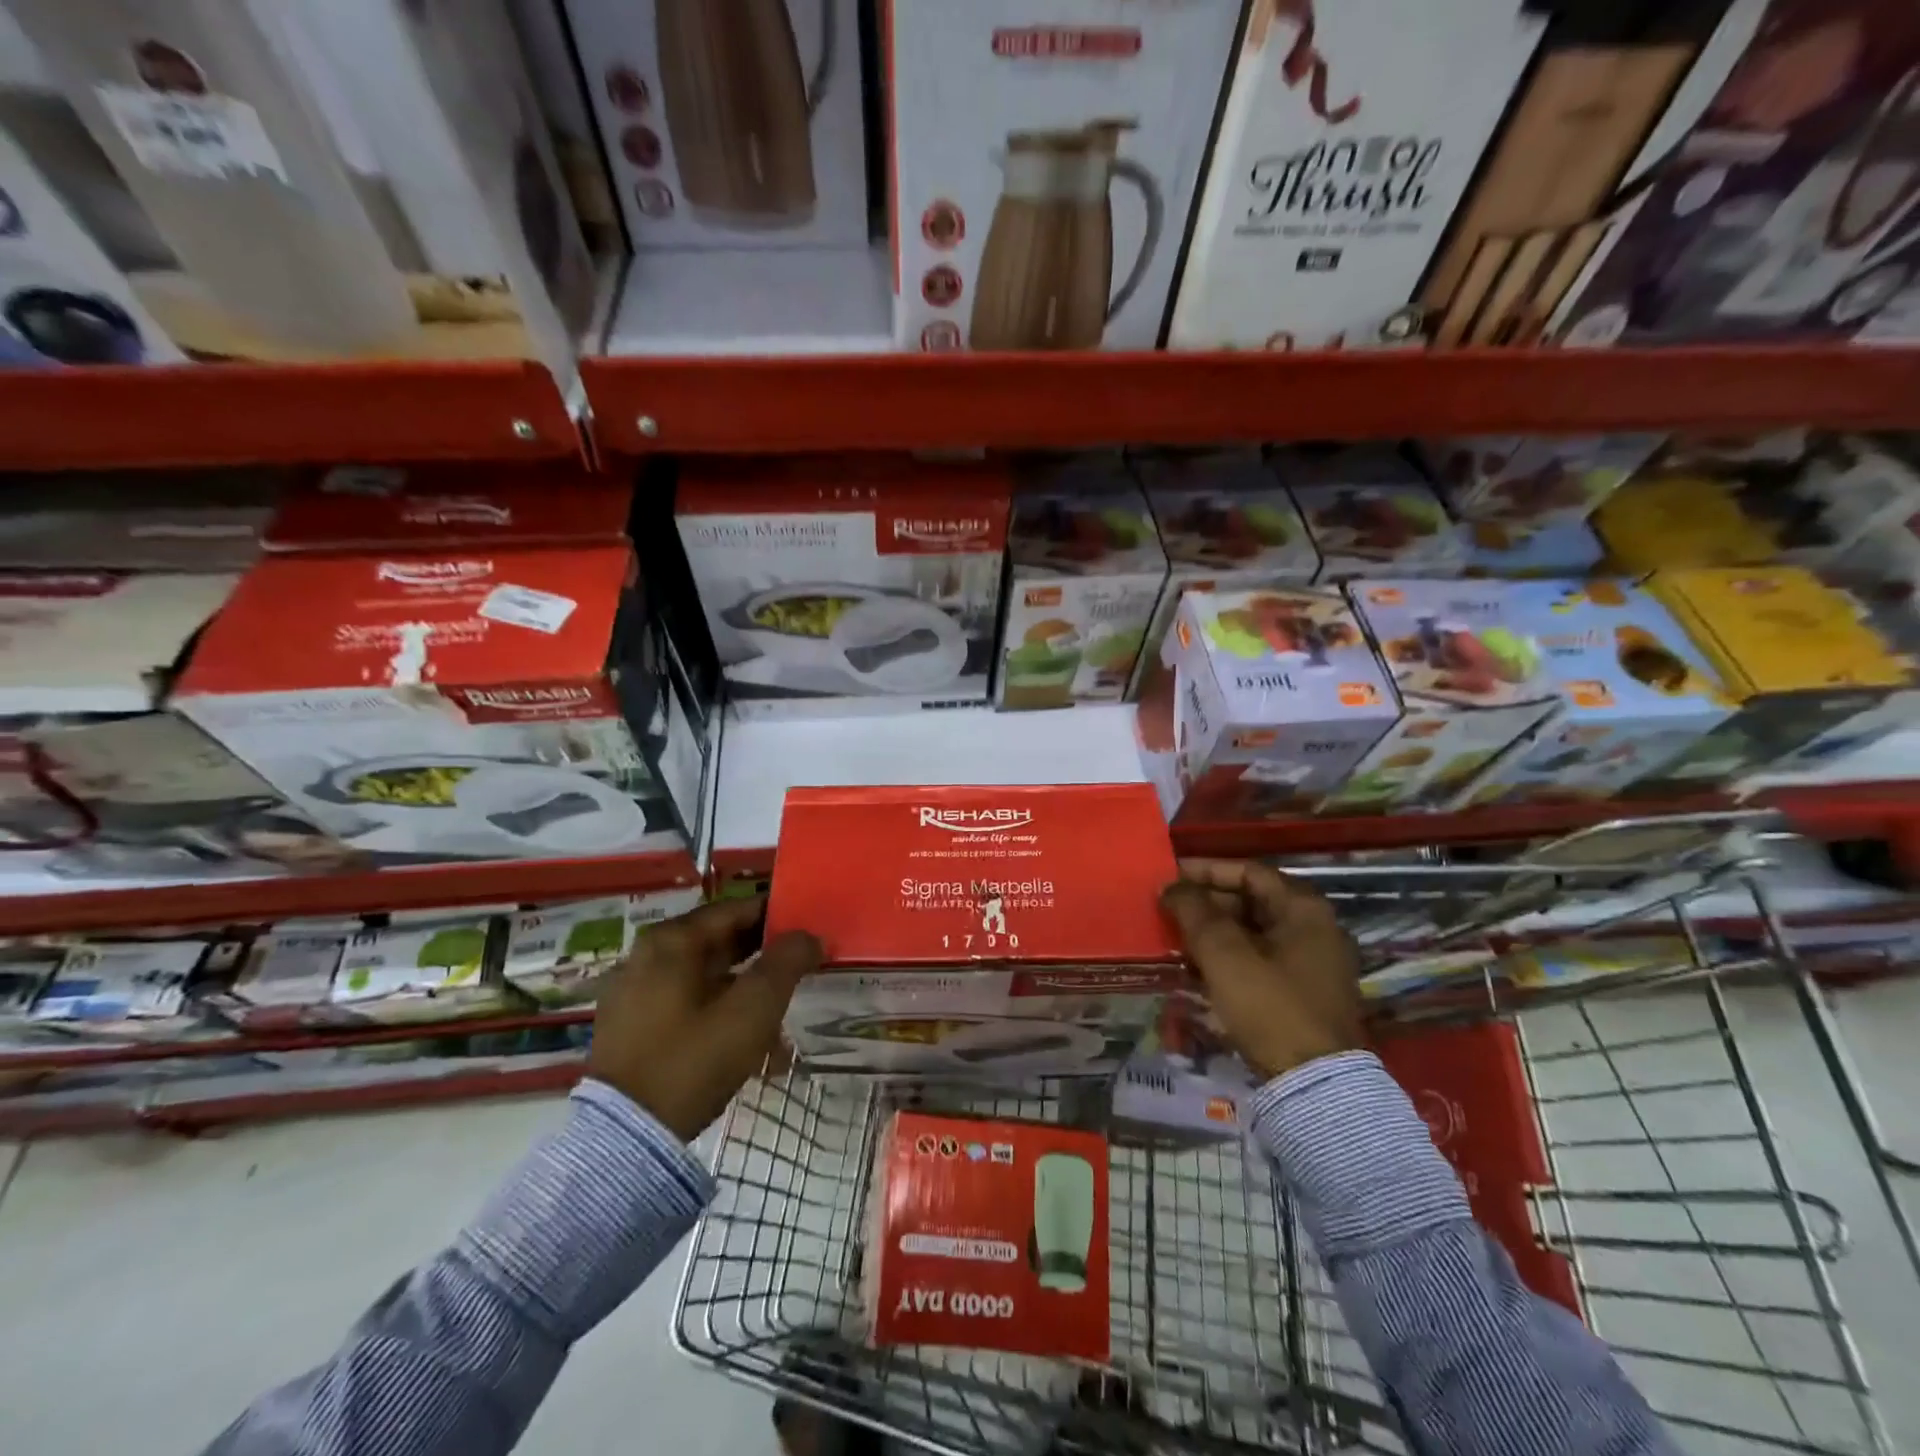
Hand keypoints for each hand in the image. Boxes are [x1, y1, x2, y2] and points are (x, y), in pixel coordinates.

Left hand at [587, 896, 820, 1142]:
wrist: (626, 1139)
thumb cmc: (694, 1059)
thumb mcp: (753, 1008)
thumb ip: (787, 962)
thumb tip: (810, 935)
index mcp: (672, 940)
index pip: (736, 909)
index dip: (777, 916)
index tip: (809, 928)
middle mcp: (647, 956)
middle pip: (719, 943)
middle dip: (764, 958)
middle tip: (802, 969)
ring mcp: (635, 993)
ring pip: (706, 979)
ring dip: (746, 993)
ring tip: (781, 1024)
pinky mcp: (631, 1028)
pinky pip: (687, 1006)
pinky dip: (719, 1015)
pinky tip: (748, 1048)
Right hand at [1159, 859, 1365, 1078]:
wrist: (1315, 1085)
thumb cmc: (1270, 1007)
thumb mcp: (1224, 954)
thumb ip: (1194, 912)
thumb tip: (1171, 885)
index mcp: (1304, 909)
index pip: (1248, 871)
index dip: (1205, 870)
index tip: (1169, 877)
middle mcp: (1315, 928)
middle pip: (1252, 901)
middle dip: (1206, 904)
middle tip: (1168, 911)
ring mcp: (1313, 963)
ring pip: (1253, 932)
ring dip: (1214, 932)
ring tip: (1175, 939)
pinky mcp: (1305, 992)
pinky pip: (1260, 959)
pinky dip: (1229, 957)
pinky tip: (1198, 969)